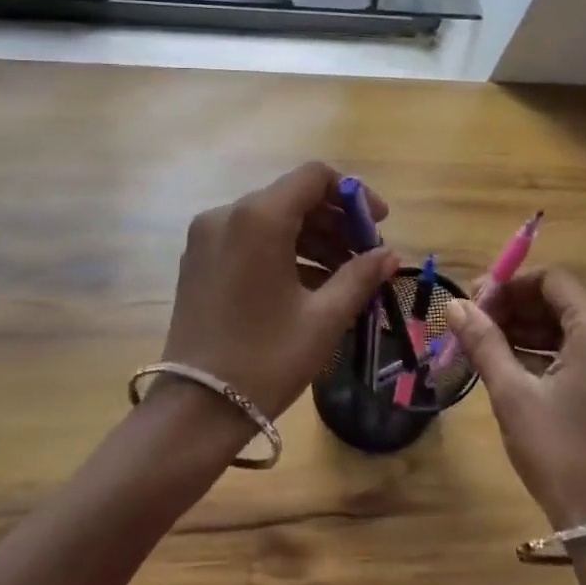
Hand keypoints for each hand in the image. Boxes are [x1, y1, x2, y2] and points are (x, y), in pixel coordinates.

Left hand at [162, 161, 398, 421]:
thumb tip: (389, 255)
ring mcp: (206, 236)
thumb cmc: (267, 359)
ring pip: (270, 218)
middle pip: (292, 197)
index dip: (353, 194)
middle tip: (365, 256)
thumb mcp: (324, 318)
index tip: (378, 226)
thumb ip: (360, 276)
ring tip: (343, 275)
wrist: (197, 407)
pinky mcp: (197, 259)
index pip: (314, 177)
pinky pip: (248, 238)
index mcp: (258, 217)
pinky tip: (309, 284)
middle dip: (334, 221)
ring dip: (311, 238)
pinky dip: (282, 250)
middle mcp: (226, 214)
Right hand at [444, 267, 585, 527]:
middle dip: (516, 308)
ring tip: (488, 347)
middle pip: (564, 302)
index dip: (509, 285)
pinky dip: (553, 354)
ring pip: (575, 329)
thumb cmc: (559, 451)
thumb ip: (483, 341)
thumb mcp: (512, 393)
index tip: (474, 305)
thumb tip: (454, 304)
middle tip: (474, 325)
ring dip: (531, 331)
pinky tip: (517, 368)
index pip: (552, 280)